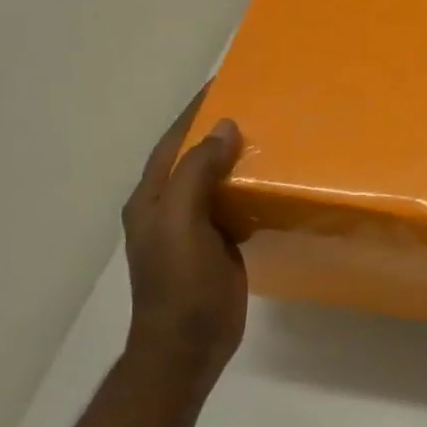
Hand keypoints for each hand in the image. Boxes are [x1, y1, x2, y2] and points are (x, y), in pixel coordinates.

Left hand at [120, 92, 248, 395]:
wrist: (188, 345)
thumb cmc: (180, 283)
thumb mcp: (181, 223)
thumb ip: (197, 173)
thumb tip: (224, 126)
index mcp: (152, 198)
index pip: (173, 142)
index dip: (195, 111)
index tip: (224, 82)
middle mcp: (169, 207)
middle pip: (194, 156)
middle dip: (219, 129)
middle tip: (258, 103)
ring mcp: (194, 227)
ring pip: (216, 179)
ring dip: (237, 157)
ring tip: (272, 133)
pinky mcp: (217, 243)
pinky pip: (233, 203)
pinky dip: (250, 186)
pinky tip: (274, 180)